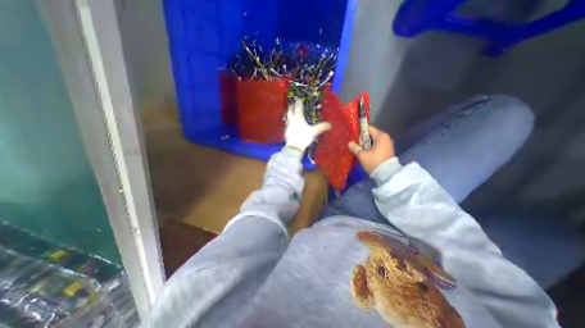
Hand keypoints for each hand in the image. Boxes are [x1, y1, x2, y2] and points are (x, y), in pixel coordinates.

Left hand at [287, 97, 330, 152]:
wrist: (294, 147)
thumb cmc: (303, 137)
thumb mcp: (314, 132)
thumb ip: (321, 127)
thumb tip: (330, 125)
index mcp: (298, 118)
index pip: (298, 108)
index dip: (299, 103)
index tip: (299, 99)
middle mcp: (292, 121)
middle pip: (290, 112)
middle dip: (291, 107)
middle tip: (291, 104)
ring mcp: (288, 127)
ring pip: (287, 118)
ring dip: (288, 114)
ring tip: (290, 113)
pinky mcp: (286, 133)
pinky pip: (287, 125)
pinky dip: (288, 123)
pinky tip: (290, 125)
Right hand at [348, 125, 394, 173]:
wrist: (387, 175)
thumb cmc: (374, 162)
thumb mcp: (362, 155)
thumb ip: (355, 147)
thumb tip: (350, 143)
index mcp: (381, 136)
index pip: (368, 128)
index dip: (360, 133)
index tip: (355, 140)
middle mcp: (386, 138)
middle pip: (371, 135)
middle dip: (363, 140)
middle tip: (358, 148)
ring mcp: (388, 144)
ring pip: (374, 141)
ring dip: (367, 145)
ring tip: (362, 152)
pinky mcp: (388, 150)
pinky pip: (377, 146)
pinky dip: (372, 148)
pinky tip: (367, 154)